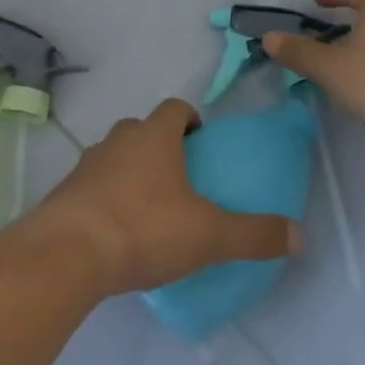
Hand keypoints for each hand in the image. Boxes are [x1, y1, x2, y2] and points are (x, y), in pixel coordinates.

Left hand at [33, 98, 301, 297]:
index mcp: (155, 136)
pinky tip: (116, 233)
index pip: (175, 108)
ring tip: (148, 209)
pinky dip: (105, 198)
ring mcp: (86, 165)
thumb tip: (299, 236)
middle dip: (161, 146)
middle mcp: (118, 140)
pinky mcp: (64, 194)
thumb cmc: (144, 229)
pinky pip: (92, 186)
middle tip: (179, 180)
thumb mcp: (209, 236)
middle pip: (143, 130)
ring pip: (115, 156)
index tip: (202, 145)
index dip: (190, 121)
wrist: (66, 255)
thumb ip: (254, 235)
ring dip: (130, 172)